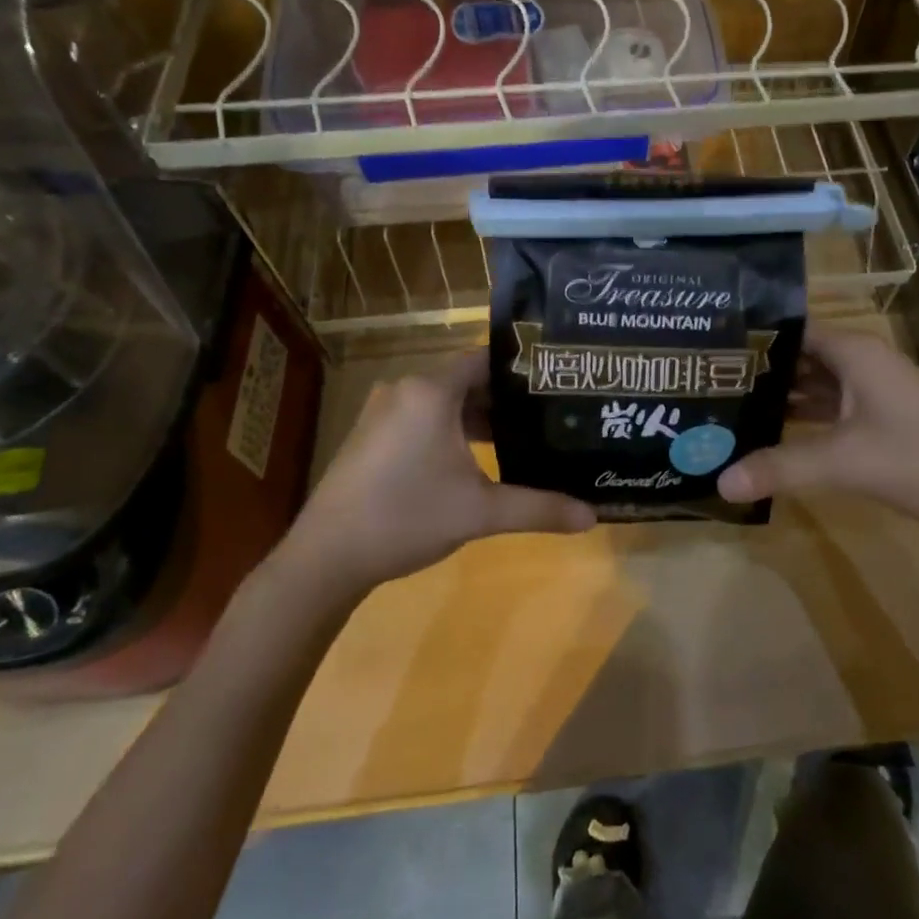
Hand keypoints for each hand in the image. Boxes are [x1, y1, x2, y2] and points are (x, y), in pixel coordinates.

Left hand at [276, 350, 595, 593]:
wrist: (325, 559)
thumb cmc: (406, 518)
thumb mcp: (480, 512)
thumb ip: (539, 508)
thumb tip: (593, 516)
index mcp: (431, 391)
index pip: (486, 359)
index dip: (521, 368)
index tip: (555, 381)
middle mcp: (405, 389)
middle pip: (466, 380)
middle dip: (505, 398)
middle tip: (547, 413)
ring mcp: (383, 411)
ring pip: (443, 400)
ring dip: (477, 417)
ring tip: (520, 436)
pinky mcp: (371, 435)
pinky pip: (421, 416)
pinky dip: (449, 428)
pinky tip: (473, 458)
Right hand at [718, 329, 918, 530]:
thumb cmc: (917, 458)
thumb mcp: (843, 461)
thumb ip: (780, 467)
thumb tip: (720, 482)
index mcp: (855, 352)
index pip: (793, 329)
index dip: (755, 338)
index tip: (712, 350)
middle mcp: (864, 362)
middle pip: (802, 356)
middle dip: (762, 370)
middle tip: (712, 382)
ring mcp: (876, 391)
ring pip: (818, 383)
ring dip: (783, 395)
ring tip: (732, 406)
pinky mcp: (883, 418)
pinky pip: (833, 407)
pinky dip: (806, 416)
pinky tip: (775, 432)